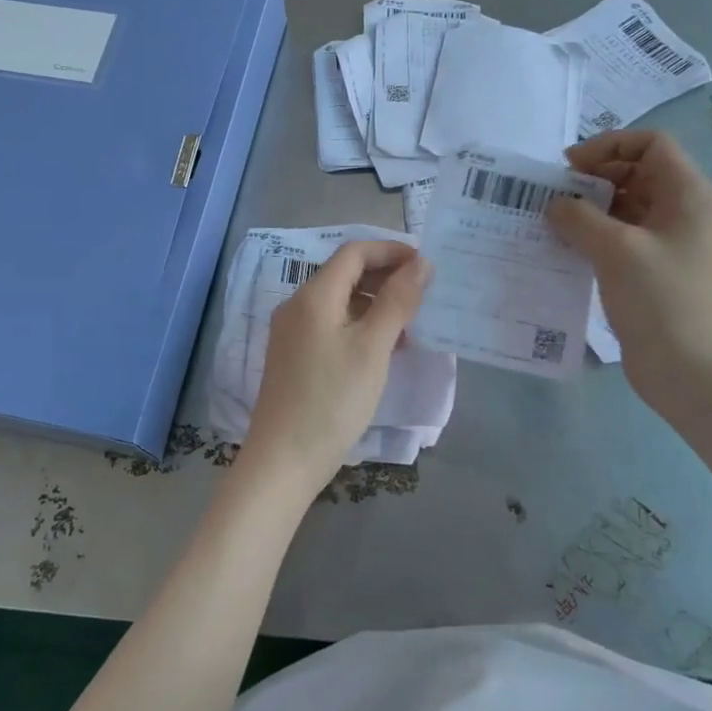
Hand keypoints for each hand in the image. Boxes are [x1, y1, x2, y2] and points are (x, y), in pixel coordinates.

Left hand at [238, 240, 428, 497]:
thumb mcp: (372, 347)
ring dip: (376, 302)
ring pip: (340, 301)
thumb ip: (397, 301)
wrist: (284, 460)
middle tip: (424, 294)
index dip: (391, 251)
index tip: (427, 264)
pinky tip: (385, 347)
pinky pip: (332, 324)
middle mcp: (297, 305)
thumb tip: (422, 262)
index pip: (354, 252)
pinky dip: (361, 325)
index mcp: (314, 295)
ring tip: (411, 323)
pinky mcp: (295, 356)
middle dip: (386, 276)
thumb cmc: (333, 400)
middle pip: (345, 274)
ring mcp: (293, 332)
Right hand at [547, 130, 711, 408]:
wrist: (692, 372)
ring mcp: (671, 243)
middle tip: (555, 196)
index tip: (569, 167)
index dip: (609, 146)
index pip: (651, 144)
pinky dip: (595, 235)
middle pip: (637, 172)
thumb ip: (579, 217)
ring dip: (591, 208)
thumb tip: (555, 204)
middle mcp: (683, 212)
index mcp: (688, 195)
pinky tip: (567, 249)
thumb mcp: (616, 250)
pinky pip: (623, 237)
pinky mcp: (656, 271)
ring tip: (553, 222)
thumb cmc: (661, 301)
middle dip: (594, 177)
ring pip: (627, 206)